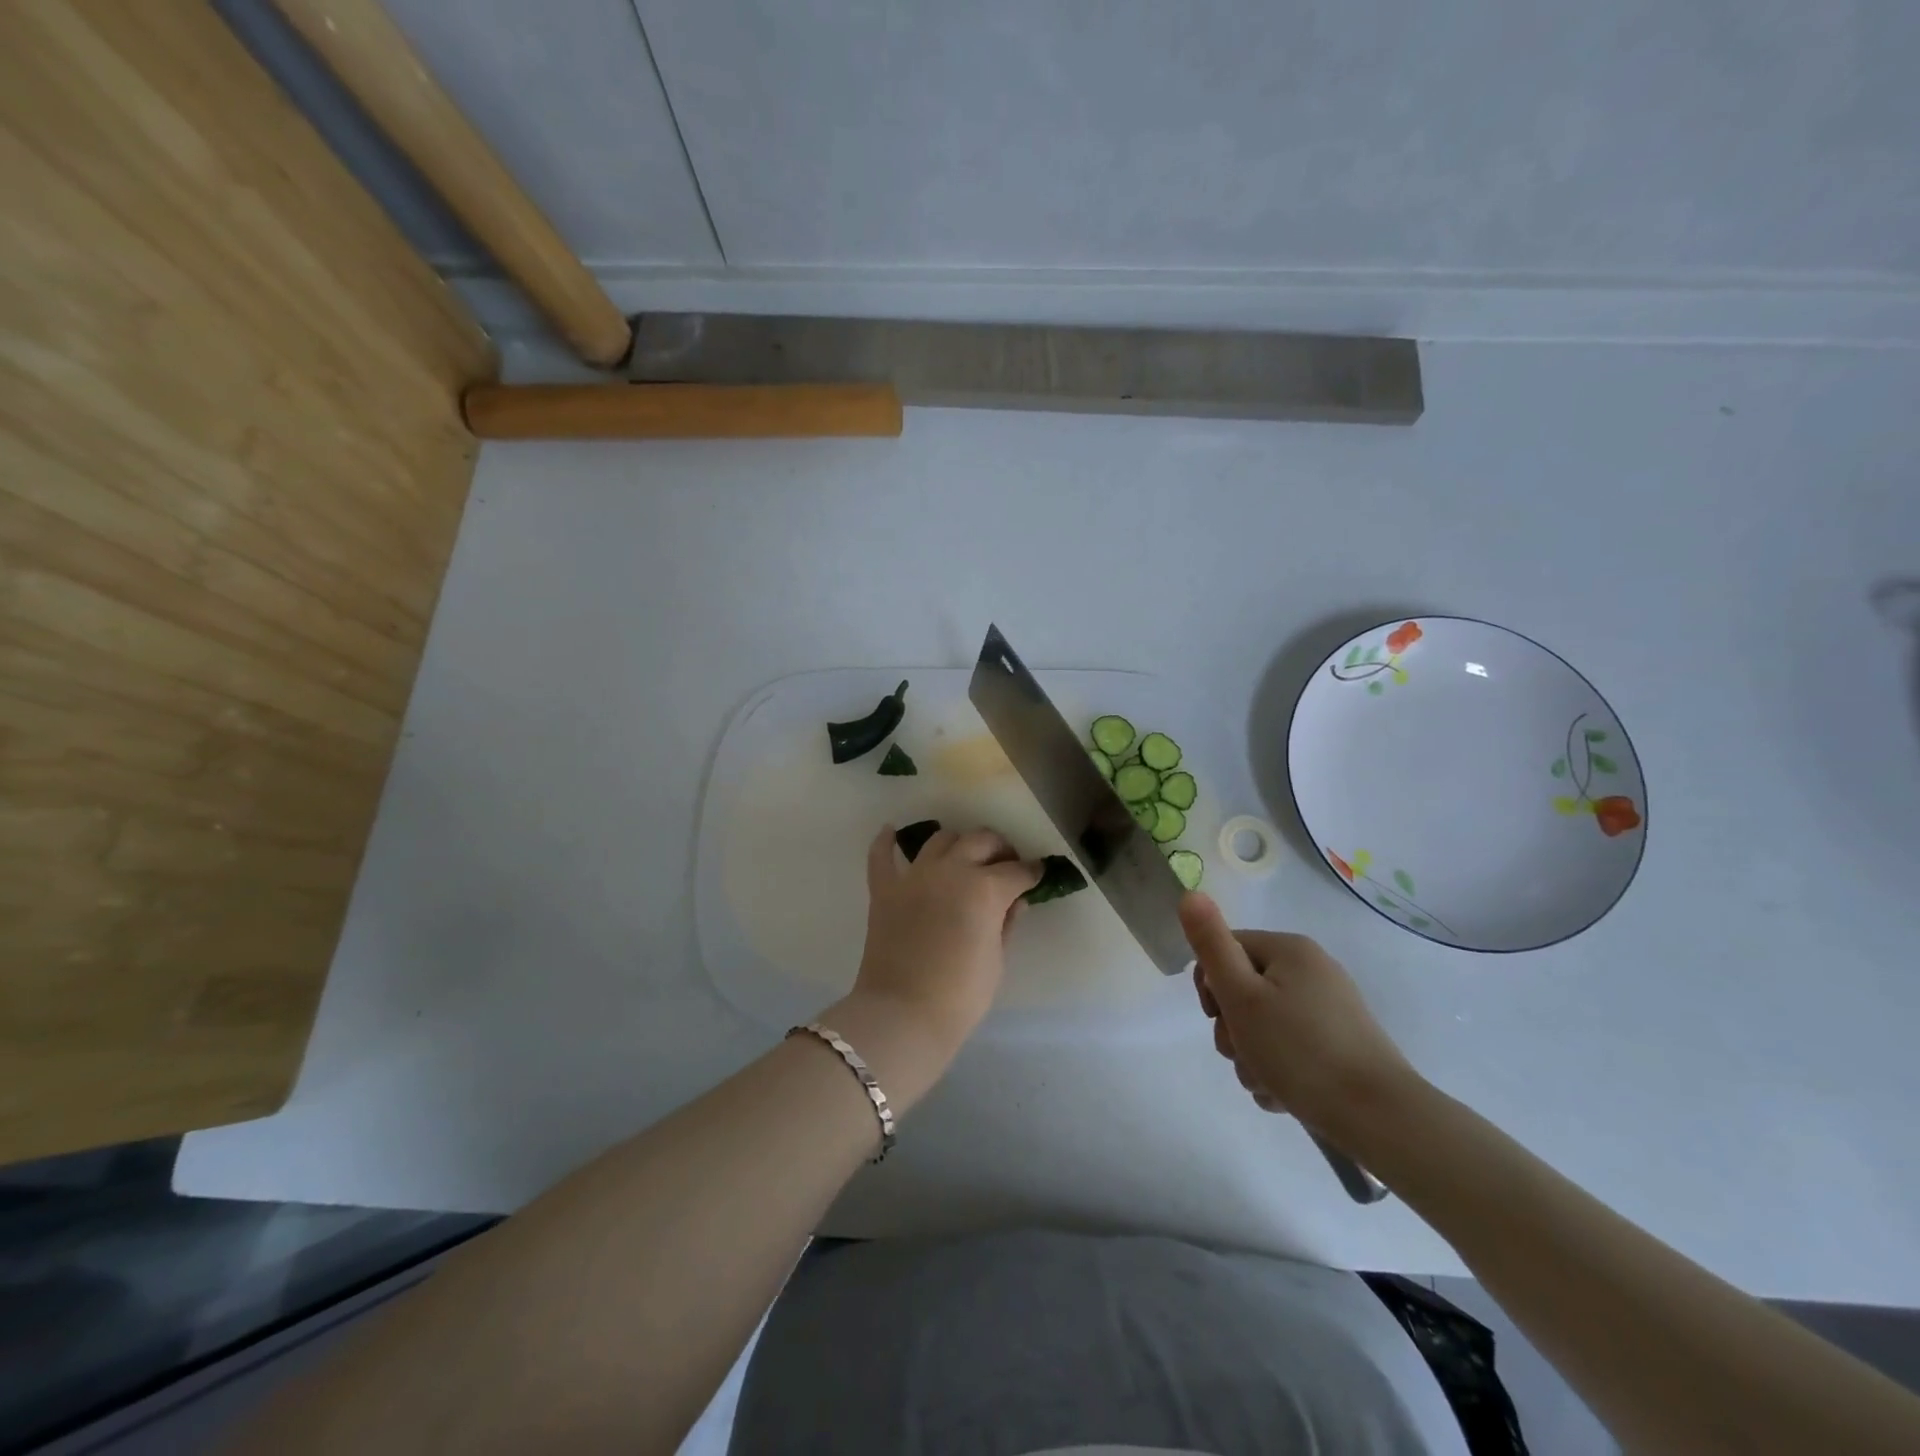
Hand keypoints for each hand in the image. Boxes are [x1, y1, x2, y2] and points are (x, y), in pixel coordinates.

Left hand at [844, 825, 1041, 1059]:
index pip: (1017, 871)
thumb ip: (1006, 923)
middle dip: (999, 849)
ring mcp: (914, 876)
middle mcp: (951, 870)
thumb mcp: (996, 960)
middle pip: (981, 841)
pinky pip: (882, 856)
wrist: (903, 1014)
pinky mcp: (884, 889)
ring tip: (965, 856)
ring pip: (940, 839)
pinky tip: (891, 832)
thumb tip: (1015, 901)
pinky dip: (886, 842)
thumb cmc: (961, 994)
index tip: (1037, 874)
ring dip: (958, 843)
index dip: (1032, 872)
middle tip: (1006, 864)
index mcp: (985, 888)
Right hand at [1180, 893, 1417, 1141]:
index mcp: (1290, 950)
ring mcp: (1329, 1009)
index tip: (1216, 1017)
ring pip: (1264, 1024)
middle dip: (1232, 1027)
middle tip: (1241, 1052)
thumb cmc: (1299, 1050)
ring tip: (1266, 1082)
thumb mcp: (1241, 995)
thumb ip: (1211, 944)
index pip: (1225, 950)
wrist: (1380, 1118)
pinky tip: (1284, 1094)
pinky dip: (1279, 1069)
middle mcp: (1312, 970)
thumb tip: (1190, 893)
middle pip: (1244, 989)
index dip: (1210, 986)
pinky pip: (1290, 1047)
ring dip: (1251, 1055)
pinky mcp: (1340, 1044)